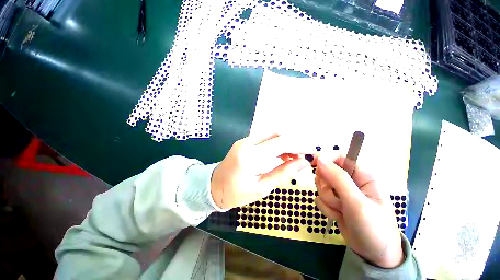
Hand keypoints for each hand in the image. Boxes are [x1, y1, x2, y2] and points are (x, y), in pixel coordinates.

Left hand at [211, 134, 309, 209]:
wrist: (213, 187)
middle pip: (277, 134)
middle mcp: (247, 143)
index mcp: (250, 156)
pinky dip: (276, 143)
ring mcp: (244, 140)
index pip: (280, 143)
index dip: (299, 145)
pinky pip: (264, 138)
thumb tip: (303, 163)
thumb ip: (283, 173)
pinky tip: (282, 155)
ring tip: (294, 157)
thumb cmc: (236, 193)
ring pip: (271, 134)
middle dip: (294, 142)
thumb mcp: (261, 188)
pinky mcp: (244, 142)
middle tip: (303, 155)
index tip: (312, 151)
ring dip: (285, 142)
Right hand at [313, 152, 403, 268]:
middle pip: (326, 171)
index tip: (313, 164)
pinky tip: (339, 216)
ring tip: (342, 211)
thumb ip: (338, 178)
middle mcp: (350, 181)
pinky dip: (327, 208)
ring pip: (321, 186)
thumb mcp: (357, 202)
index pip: (339, 157)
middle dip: (327, 186)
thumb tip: (320, 158)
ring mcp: (341, 192)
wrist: (374, 255)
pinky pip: (320, 198)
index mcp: (362, 175)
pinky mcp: (334, 202)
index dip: (325, 158)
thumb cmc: (374, 228)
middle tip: (338, 199)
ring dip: (328, 200)